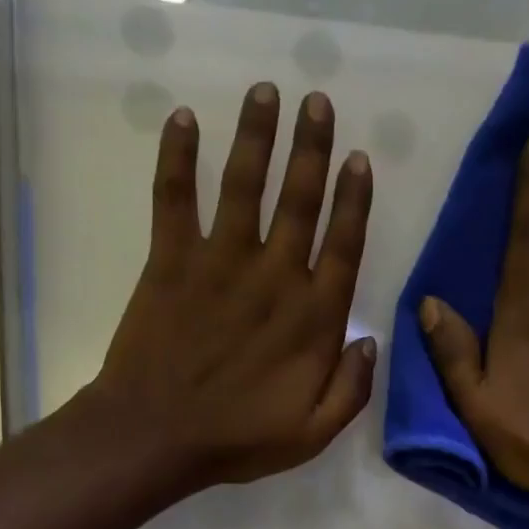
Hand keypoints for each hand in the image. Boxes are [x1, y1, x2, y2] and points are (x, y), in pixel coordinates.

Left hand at [88, 83, 374, 492]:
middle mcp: (274, 277)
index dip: (353, 200)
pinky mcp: (171, 261)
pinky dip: (176, 158)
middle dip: (312, 148)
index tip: (359, 159)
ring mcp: (220, 263)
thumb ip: (352, 389)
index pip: (343, 246)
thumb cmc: (240, 437)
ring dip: (256, 136)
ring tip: (267, 90)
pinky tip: (183, 120)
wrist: (156, 435)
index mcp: (313, 319)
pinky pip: (174, 199)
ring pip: (244, 186)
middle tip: (318, 101)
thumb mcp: (314, 433)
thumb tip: (372, 342)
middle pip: (299, 201)